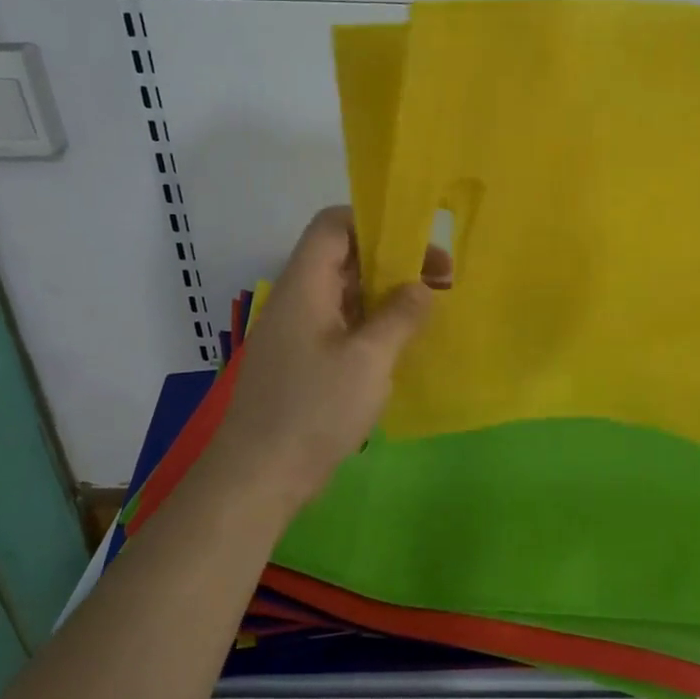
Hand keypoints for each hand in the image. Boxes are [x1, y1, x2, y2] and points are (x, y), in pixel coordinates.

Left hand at [209, 207, 448, 508]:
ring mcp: (298, 334)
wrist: (258, 478)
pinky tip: (402, 345)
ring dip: (386, 296)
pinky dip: (373, 325)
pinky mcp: (302, 363)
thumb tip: (422, 287)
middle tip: (441, 281)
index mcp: (305, 286)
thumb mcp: (368, 359)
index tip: (419, 242)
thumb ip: (400, 316)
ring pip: (346, 294)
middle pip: (345, 258)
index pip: (333, 225)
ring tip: (429, 310)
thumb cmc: (313, 409)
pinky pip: (342, 326)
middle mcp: (298, 301)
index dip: (375, 221)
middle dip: (394, 261)